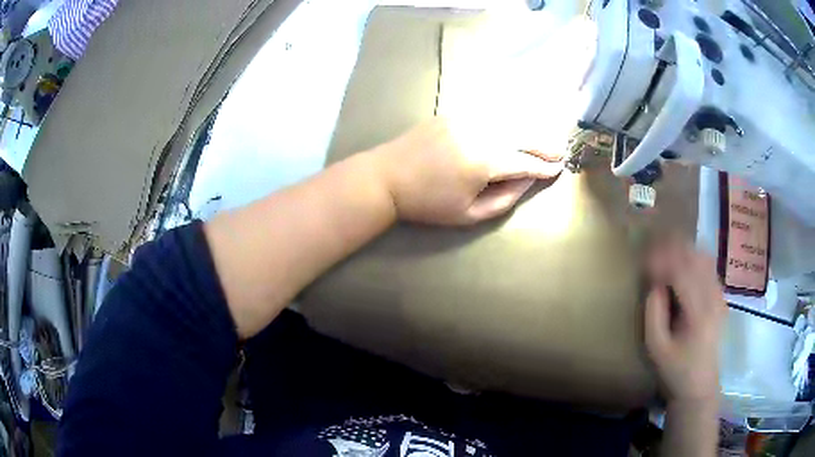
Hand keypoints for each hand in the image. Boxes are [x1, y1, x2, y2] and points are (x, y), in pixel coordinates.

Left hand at [370, 118, 562, 225]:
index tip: (559, 170)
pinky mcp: (453, 112)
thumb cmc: (427, 203)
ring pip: (507, 119)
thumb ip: (504, 199)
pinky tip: (518, 121)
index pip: (524, 163)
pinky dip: (507, 117)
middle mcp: (479, 133)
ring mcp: (465, 118)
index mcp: (483, 162)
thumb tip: (527, 181)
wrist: (386, 177)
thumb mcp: (468, 214)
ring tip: (545, 137)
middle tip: (560, 151)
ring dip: (530, 128)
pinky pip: (488, 112)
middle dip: (544, 144)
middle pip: (521, 135)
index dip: (543, 168)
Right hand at [644, 238, 727, 403]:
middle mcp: (713, 299)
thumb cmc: (675, 371)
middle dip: (673, 247)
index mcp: (698, 314)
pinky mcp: (721, 298)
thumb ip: (653, 314)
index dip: (662, 260)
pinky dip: (694, 257)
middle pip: (695, 258)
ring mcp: (720, 297)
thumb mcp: (656, 349)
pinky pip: (709, 267)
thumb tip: (654, 284)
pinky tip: (682, 261)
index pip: (682, 272)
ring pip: (704, 258)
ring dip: (684, 249)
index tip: (645, 258)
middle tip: (653, 247)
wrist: (700, 386)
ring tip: (665, 249)